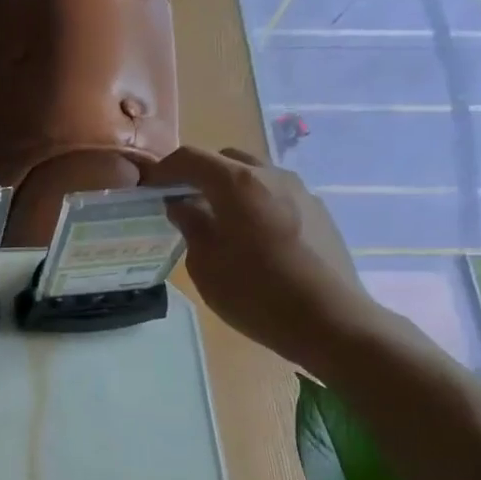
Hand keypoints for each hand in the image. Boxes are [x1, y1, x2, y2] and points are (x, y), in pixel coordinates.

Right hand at [144, 146, 378, 369]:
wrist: (331, 321)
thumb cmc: (256, 294)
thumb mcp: (206, 264)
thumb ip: (191, 225)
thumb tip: (181, 205)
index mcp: (237, 184)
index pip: (190, 158)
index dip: (164, 169)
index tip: (149, 188)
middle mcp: (271, 175)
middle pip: (226, 158)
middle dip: (199, 173)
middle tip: (182, 202)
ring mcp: (300, 191)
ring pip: (255, 173)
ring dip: (230, 187)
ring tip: (218, 220)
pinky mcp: (319, 211)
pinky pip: (277, 193)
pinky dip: (255, 202)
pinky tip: (253, 237)